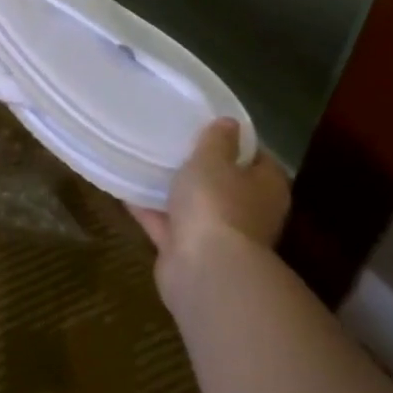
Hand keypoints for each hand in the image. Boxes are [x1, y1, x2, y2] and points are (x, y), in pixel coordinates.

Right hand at [129, 119, 291, 265]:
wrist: (204, 269)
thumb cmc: (217, 204)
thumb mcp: (213, 159)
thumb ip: (218, 140)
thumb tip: (229, 123)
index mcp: (266, 187)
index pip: (258, 158)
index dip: (236, 142)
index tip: (209, 127)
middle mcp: (248, 213)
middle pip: (226, 184)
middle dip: (202, 169)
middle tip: (174, 144)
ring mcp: (218, 236)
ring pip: (194, 207)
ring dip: (174, 192)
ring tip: (145, 164)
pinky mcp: (189, 253)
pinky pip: (166, 225)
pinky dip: (150, 211)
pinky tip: (125, 191)